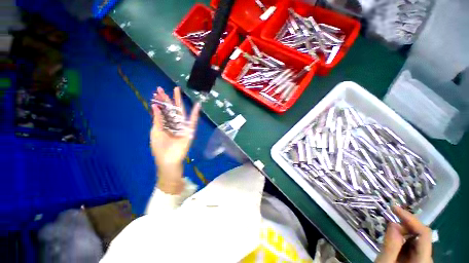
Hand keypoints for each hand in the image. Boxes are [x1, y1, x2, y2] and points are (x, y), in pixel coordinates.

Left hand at [150, 86, 199, 193]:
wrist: (169, 160)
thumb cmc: (160, 148)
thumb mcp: (156, 132)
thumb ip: (157, 119)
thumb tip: (155, 106)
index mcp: (165, 124)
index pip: (163, 110)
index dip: (160, 102)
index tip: (156, 92)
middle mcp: (174, 123)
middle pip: (171, 109)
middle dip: (167, 99)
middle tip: (162, 88)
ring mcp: (182, 126)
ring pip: (181, 112)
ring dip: (179, 102)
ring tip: (177, 90)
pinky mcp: (190, 131)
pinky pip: (193, 121)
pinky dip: (196, 114)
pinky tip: (197, 106)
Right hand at [375, 206, 432, 262]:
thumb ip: (390, 246)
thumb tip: (393, 223)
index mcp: (423, 261)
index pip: (424, 233)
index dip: (410, 218)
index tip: (394, 208)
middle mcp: (428, 260)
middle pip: (421, 236)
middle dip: (405, 227)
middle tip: (387, 223)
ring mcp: (424, 261)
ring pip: (417, 241)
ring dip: (403, 234)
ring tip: (388, 235)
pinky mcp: (418, 261)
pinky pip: (413, 247)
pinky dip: (403, 241)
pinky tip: (394, 244)